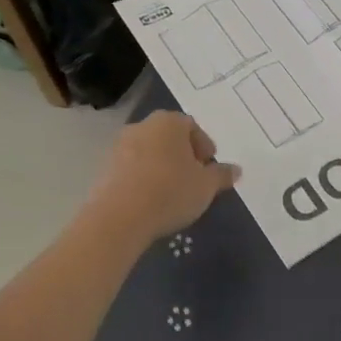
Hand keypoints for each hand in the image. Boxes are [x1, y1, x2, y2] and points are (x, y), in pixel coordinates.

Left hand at [93, 112, 239, 241]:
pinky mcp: (104, 169)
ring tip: (172, 193)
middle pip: (169, 138)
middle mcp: (142, 126)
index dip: (204, 147)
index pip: (192, 127)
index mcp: (168, 122)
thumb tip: (236, 170)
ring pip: (150, 153)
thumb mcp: (207, 186)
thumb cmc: (171, 191)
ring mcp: (119, 147)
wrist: (119, 218)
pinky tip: (151, 201)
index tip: (209, 168)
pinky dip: (144, 179)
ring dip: (162, 168)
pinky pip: (132, 169)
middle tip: (194, 180)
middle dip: (183, 156)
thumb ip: (222, 174)